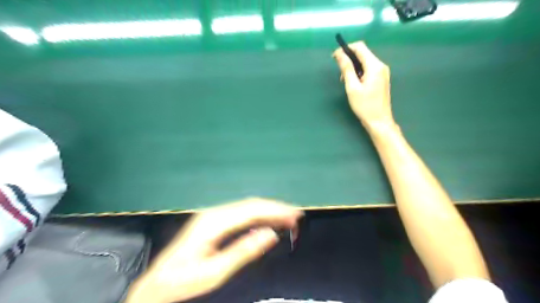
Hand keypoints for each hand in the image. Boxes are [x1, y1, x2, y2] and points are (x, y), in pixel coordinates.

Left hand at [127, 199, 302, 302]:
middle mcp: (215, 213)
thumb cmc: (184, 281)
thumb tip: (270, 234)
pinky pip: (241, 214)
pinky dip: (258, 216)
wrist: (157, 283)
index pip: (251, 210)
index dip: (275, 211)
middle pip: (251, 205)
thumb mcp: (214, 273)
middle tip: (296, 217)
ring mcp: (213, 216)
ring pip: (247, 207)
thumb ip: (243, 251)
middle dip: (275, 209)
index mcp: (214, 223)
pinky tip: (267, 222)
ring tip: (287, 218)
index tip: (294, 215)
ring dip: (268, 211)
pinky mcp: (214, 221)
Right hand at [334, 40, 392, 126]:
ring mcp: (383, 72)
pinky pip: (369, 69)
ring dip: (353, 67)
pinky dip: (359, 72)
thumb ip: (346, 69)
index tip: (334, 57)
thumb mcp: (352, 87)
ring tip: (345, 81)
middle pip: (363, 53)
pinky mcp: (381, 78)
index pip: (360, 47)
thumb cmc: (364, 106)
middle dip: (349, 59)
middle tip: (340, 74)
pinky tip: (354, 84)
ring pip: (365, 62)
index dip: (346, 49)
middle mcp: (381, 65)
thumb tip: (339, 54)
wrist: (379, 121)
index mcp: (375, 66)